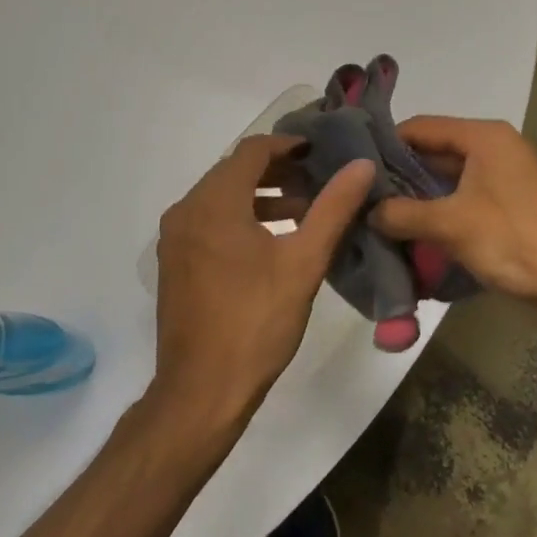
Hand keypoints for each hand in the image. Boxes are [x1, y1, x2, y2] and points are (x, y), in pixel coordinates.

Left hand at [153, 136, 374, 426]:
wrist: (202, 391)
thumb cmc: (256, 322)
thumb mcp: (303, 263)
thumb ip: (333, 208)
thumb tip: (361, 165)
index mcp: (213, 203)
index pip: (252, 151)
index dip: (289, 145)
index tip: (321, 153)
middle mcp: (186, 210)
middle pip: (234, 171)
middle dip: (278, 171)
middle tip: (318, 181)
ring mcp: (175, 238)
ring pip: (221, 197)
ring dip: (261, 196)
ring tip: (303, 210)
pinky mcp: (175, 262)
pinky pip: (209, 222)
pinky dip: (240, 219)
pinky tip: (272, 241)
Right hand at [368, 117, 536, 320]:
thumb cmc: (513, 242)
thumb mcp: (450, 225)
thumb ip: (402, 213)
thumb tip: (367, 212)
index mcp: (484, 137)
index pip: (421, 126)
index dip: (385, 144)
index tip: (354, 167)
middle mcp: (495, 146)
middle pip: (433, 150)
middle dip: (398, 174)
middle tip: (361, 195)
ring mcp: (504, 174)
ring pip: (446, 176)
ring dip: (416, 195)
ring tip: (378, 214)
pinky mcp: (508, 201)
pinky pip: (462, 195)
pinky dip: (437, 208)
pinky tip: (411, 228)